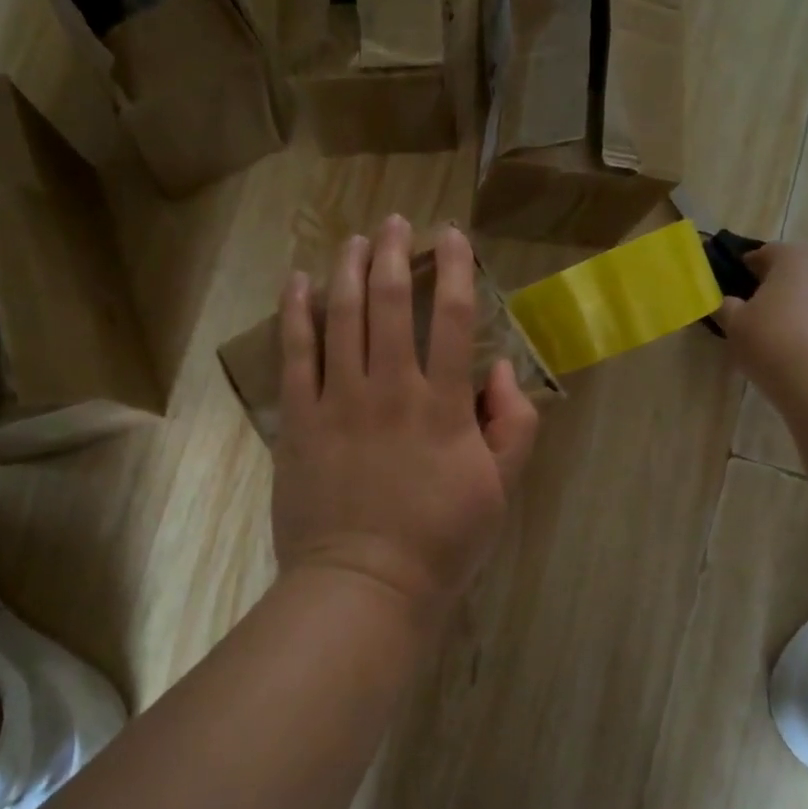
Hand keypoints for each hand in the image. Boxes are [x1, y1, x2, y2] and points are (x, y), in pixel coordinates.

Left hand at [271, 217, 540, 621]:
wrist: (366, 585)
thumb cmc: (441, 543)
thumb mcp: (499, 491)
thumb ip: (512, 427)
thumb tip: (499, 372)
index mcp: (443, 405)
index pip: (453, 319)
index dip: (454, 269)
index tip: (451, 236)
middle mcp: (390, 389)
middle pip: (389, 303)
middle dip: (395, 253)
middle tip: (397, 223)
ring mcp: (338, 402)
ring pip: (341, 317)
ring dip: (348, 269)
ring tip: (355, 238)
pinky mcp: (299, 421)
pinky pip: (295, 354)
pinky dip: (296, 313)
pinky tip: (299, 282)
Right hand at [712, 241, 807, 402]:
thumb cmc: (773, 343)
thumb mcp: (735, 325)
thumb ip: (725, 307)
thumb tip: (725, 302)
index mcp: (794, 257)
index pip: (765, 252)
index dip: (746, 268)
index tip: (734, 288)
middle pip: (797, 271)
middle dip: (778, 287)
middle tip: (758, 315)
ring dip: (803, 307)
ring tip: (786, 338)